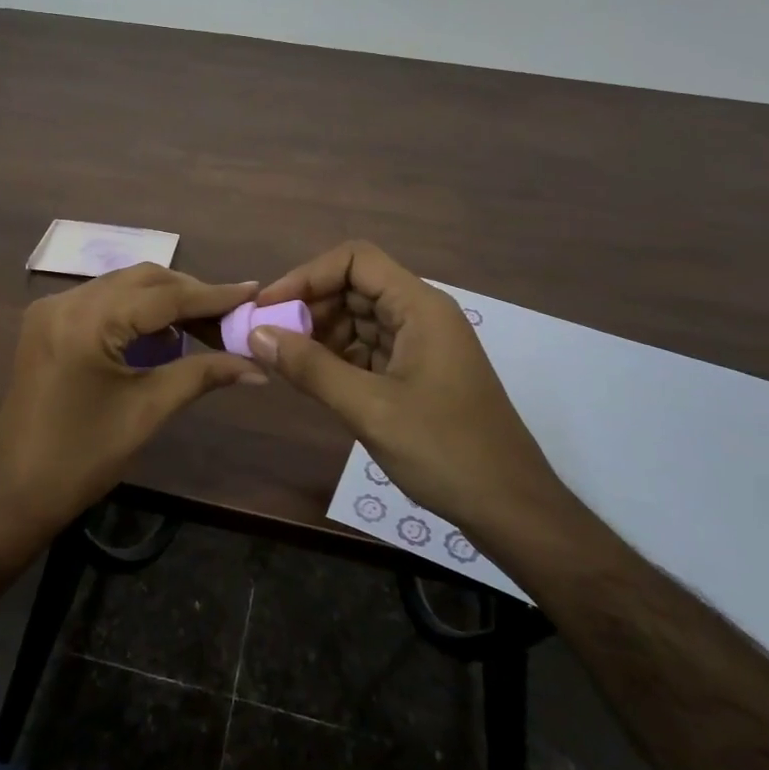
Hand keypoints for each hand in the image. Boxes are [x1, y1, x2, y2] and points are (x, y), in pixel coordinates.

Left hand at [0, 264, 264, 559]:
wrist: (15, 494)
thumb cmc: (84, 458)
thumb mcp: (148, 411)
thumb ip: (202, 374)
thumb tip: (256, 365)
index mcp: (87, 321)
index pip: (163, 296)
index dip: (212, 295)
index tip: (252, 291)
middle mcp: (65, 301)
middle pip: (142, 280)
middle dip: (189, 295)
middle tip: (230, 316)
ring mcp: (51, 310)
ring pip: (122, 287)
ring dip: (164, 301)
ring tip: (205, 325)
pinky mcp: (46, 324)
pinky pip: (102, 303)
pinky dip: (135, 312)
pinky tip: (163, 336)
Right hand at [251, 240, 566, 533]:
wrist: (511, 509)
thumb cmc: (445, 451)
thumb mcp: (369, 409)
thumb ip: (310, 368)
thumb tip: (257, 334)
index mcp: (420, 307)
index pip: (356, 260)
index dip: (307, 275)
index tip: (269, 306)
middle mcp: (422, 315)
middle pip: (355, 287)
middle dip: (310, 306)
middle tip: (269, 338)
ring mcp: (422, 345)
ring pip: (360, 319)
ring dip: (321, 333)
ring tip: (284, 361)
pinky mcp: (418, 373)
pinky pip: (370, 349)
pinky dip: (338, 357)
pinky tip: (312, 379)